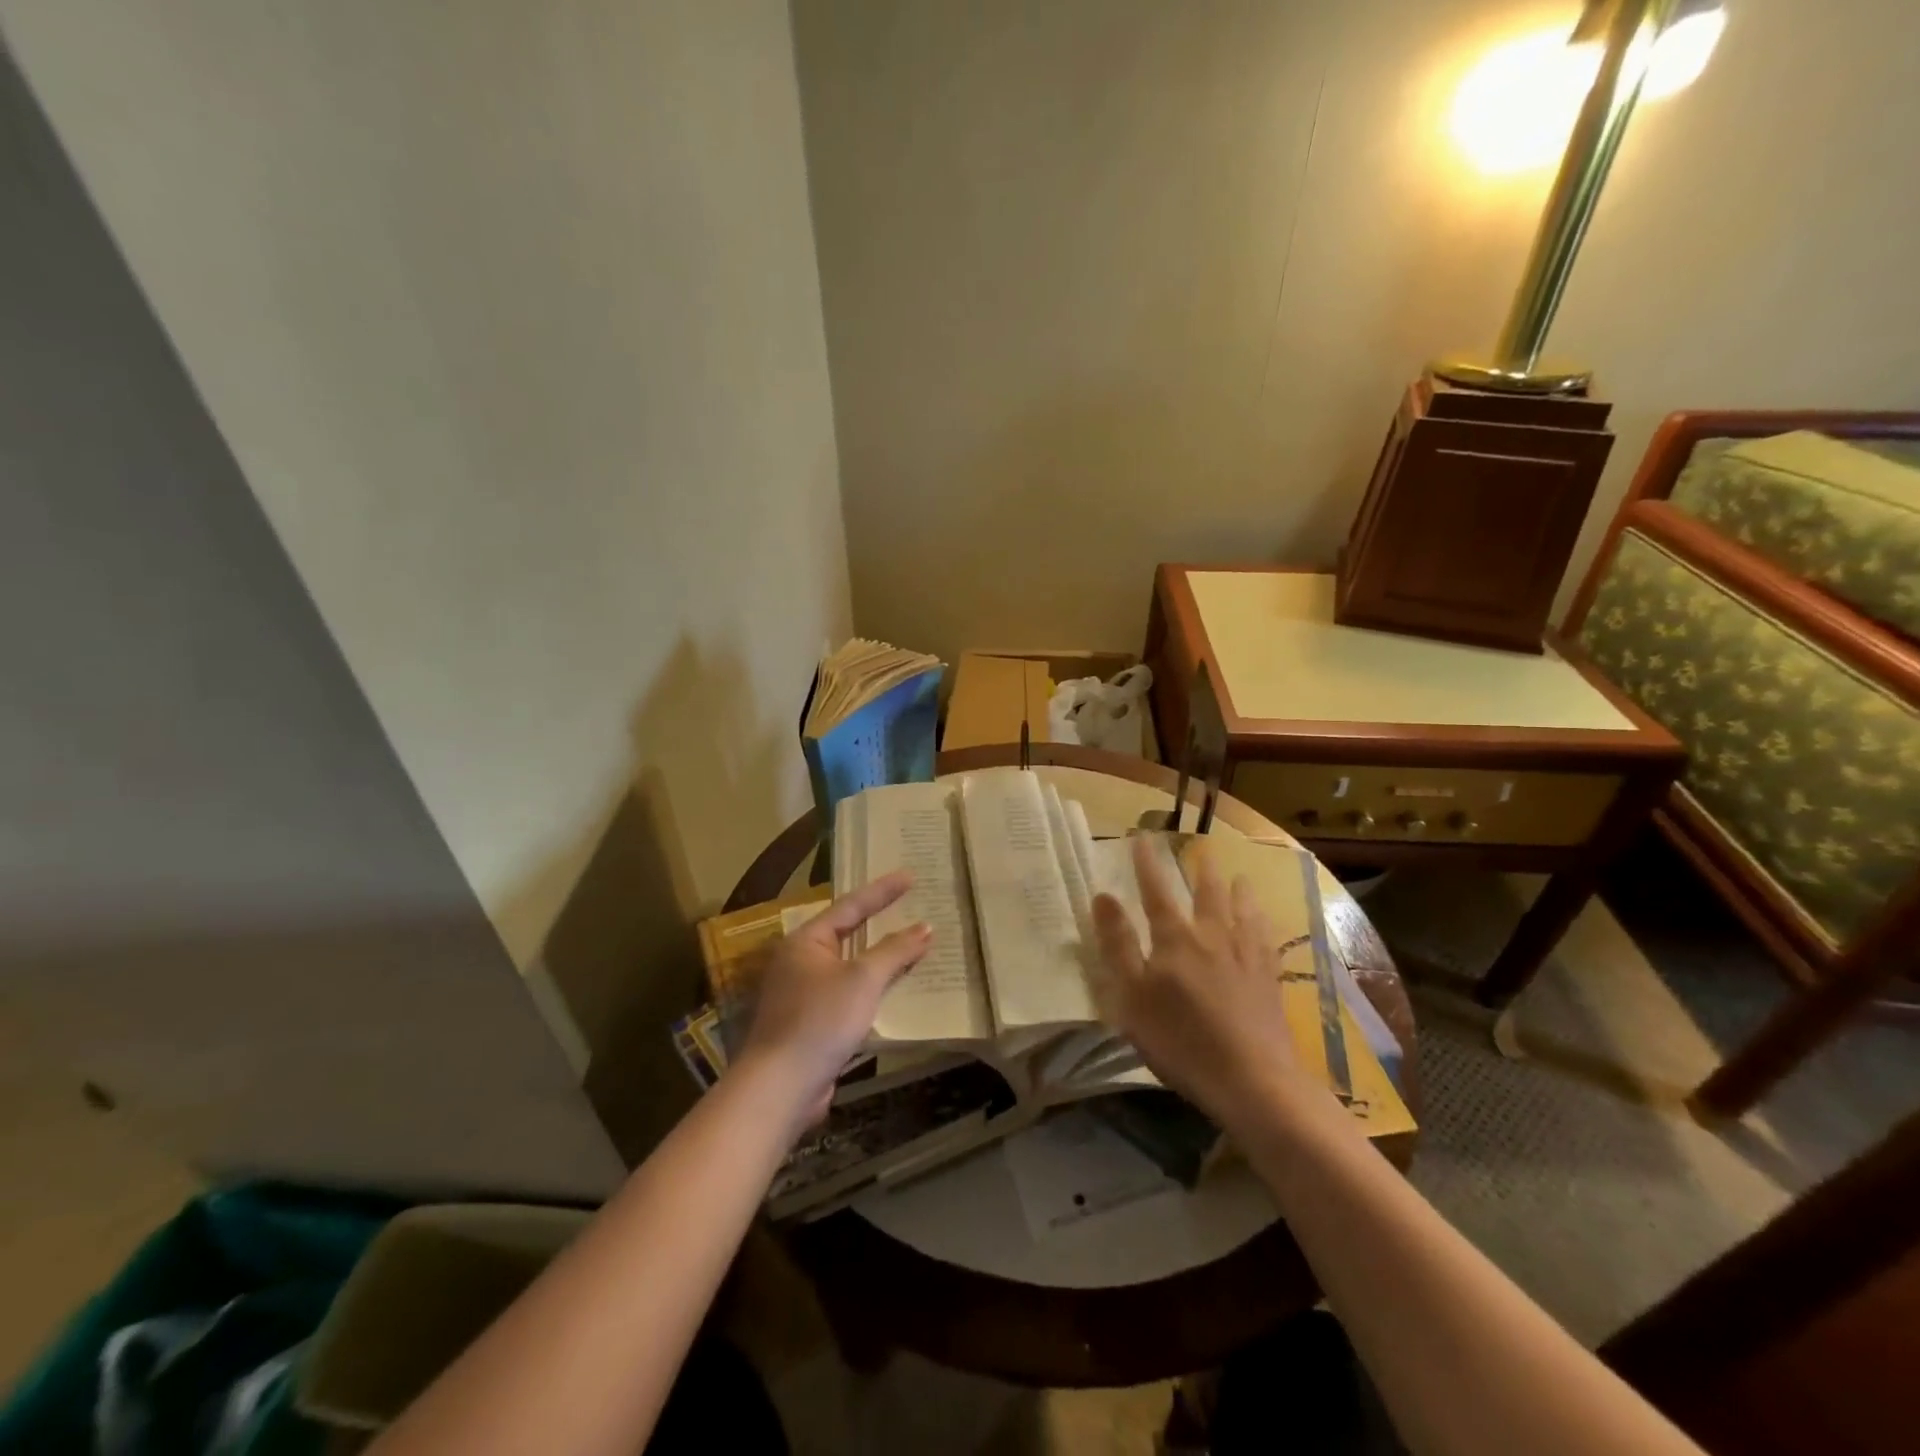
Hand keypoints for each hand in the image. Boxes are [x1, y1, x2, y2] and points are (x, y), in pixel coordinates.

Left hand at [732, 870, 931, 1134]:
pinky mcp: (811, 1023)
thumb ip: (895, 951)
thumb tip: (925, 927)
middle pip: (847, 934)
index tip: (911, 876)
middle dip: (880, 922)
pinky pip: (848, 994)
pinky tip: (893, 990)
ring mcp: (802, 994)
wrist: (781, 1087)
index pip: (851, 906)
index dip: (883, 890)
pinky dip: (871, 988)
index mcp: (805, 941)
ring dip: (879, 958)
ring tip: (910, 944)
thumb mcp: (863, 980)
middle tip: (910, 905)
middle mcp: (799, 961)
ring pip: (849, 966)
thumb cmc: (820, 1020)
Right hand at [1090, 837, 1315, 1130]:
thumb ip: (1118, 944)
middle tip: (1202, 849)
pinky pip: (1267, 940)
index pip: (1155, 891)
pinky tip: (1266, 925)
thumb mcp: (1132, 996)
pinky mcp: (1270, 980)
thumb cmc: (1180, 1039)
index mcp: (1175, 939)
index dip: (1146, 864)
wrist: (1252, 1079)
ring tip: (1241, 877)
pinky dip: (1263, 924)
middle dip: (1201, 870)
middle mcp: (1213, 936)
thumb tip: (1103, 895)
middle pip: (1207, 894)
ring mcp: (1246, 957)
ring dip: (1239, 891)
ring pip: (1243, 911)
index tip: (1141, 837)